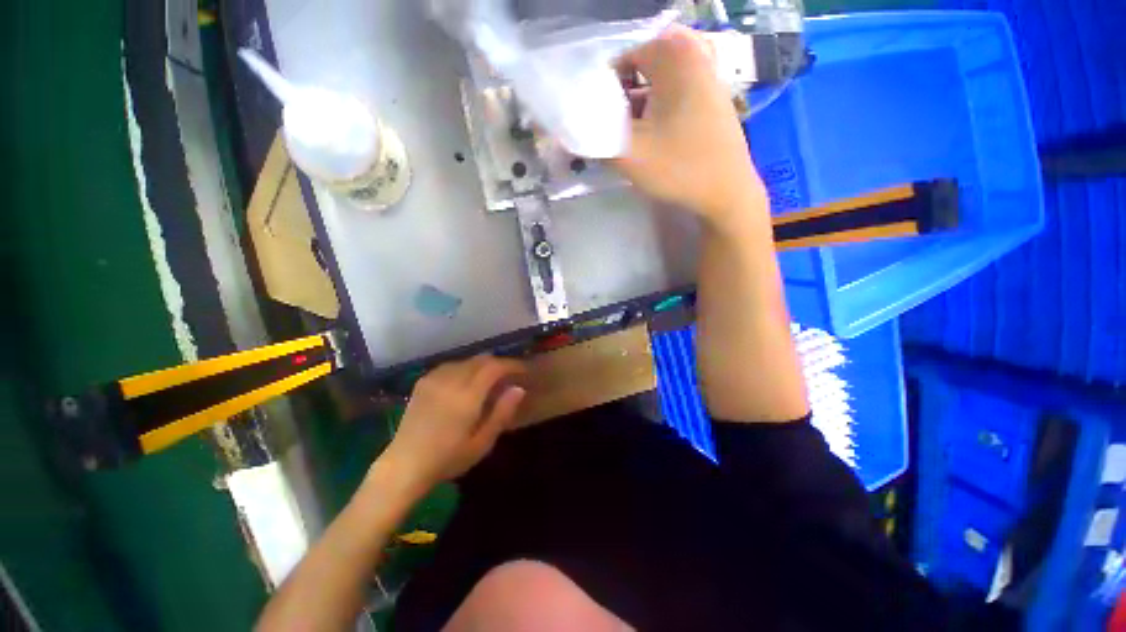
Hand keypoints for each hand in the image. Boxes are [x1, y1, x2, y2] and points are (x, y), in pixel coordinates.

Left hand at [378, 356, 526, 493]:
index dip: (512, 364)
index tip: (523, 370)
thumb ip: (502, 413)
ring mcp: (434, 379)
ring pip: (466, 361)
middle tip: (509, 375)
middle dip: (499, 363)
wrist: (403, 466)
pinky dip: (465, 368)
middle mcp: (451, 381)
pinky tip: (466, 382)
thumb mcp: (482, 443)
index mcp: (467, 397)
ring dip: (482, 365)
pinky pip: (451, 365)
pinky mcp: (423, 382)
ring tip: (490, 379)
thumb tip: (519, 389)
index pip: (494, 367)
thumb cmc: (447, 459)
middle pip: (481, 360)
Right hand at [612, 25, 767, 228]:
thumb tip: (567, 131)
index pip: (617, 60)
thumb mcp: (628, 155)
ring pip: (652, 84)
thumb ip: (592, 139)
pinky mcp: (709, 97)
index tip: (593, 123)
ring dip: (634, 109)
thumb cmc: (680, 169)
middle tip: (610, 131)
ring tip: (627, 138)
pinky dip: (653, 112)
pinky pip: (670, 95)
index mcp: (673, 53)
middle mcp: (692, 52)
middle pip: (635, 71)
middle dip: (617, 102)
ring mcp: (705, 74)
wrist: (728, 193)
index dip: (598, 93)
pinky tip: (649, 138)